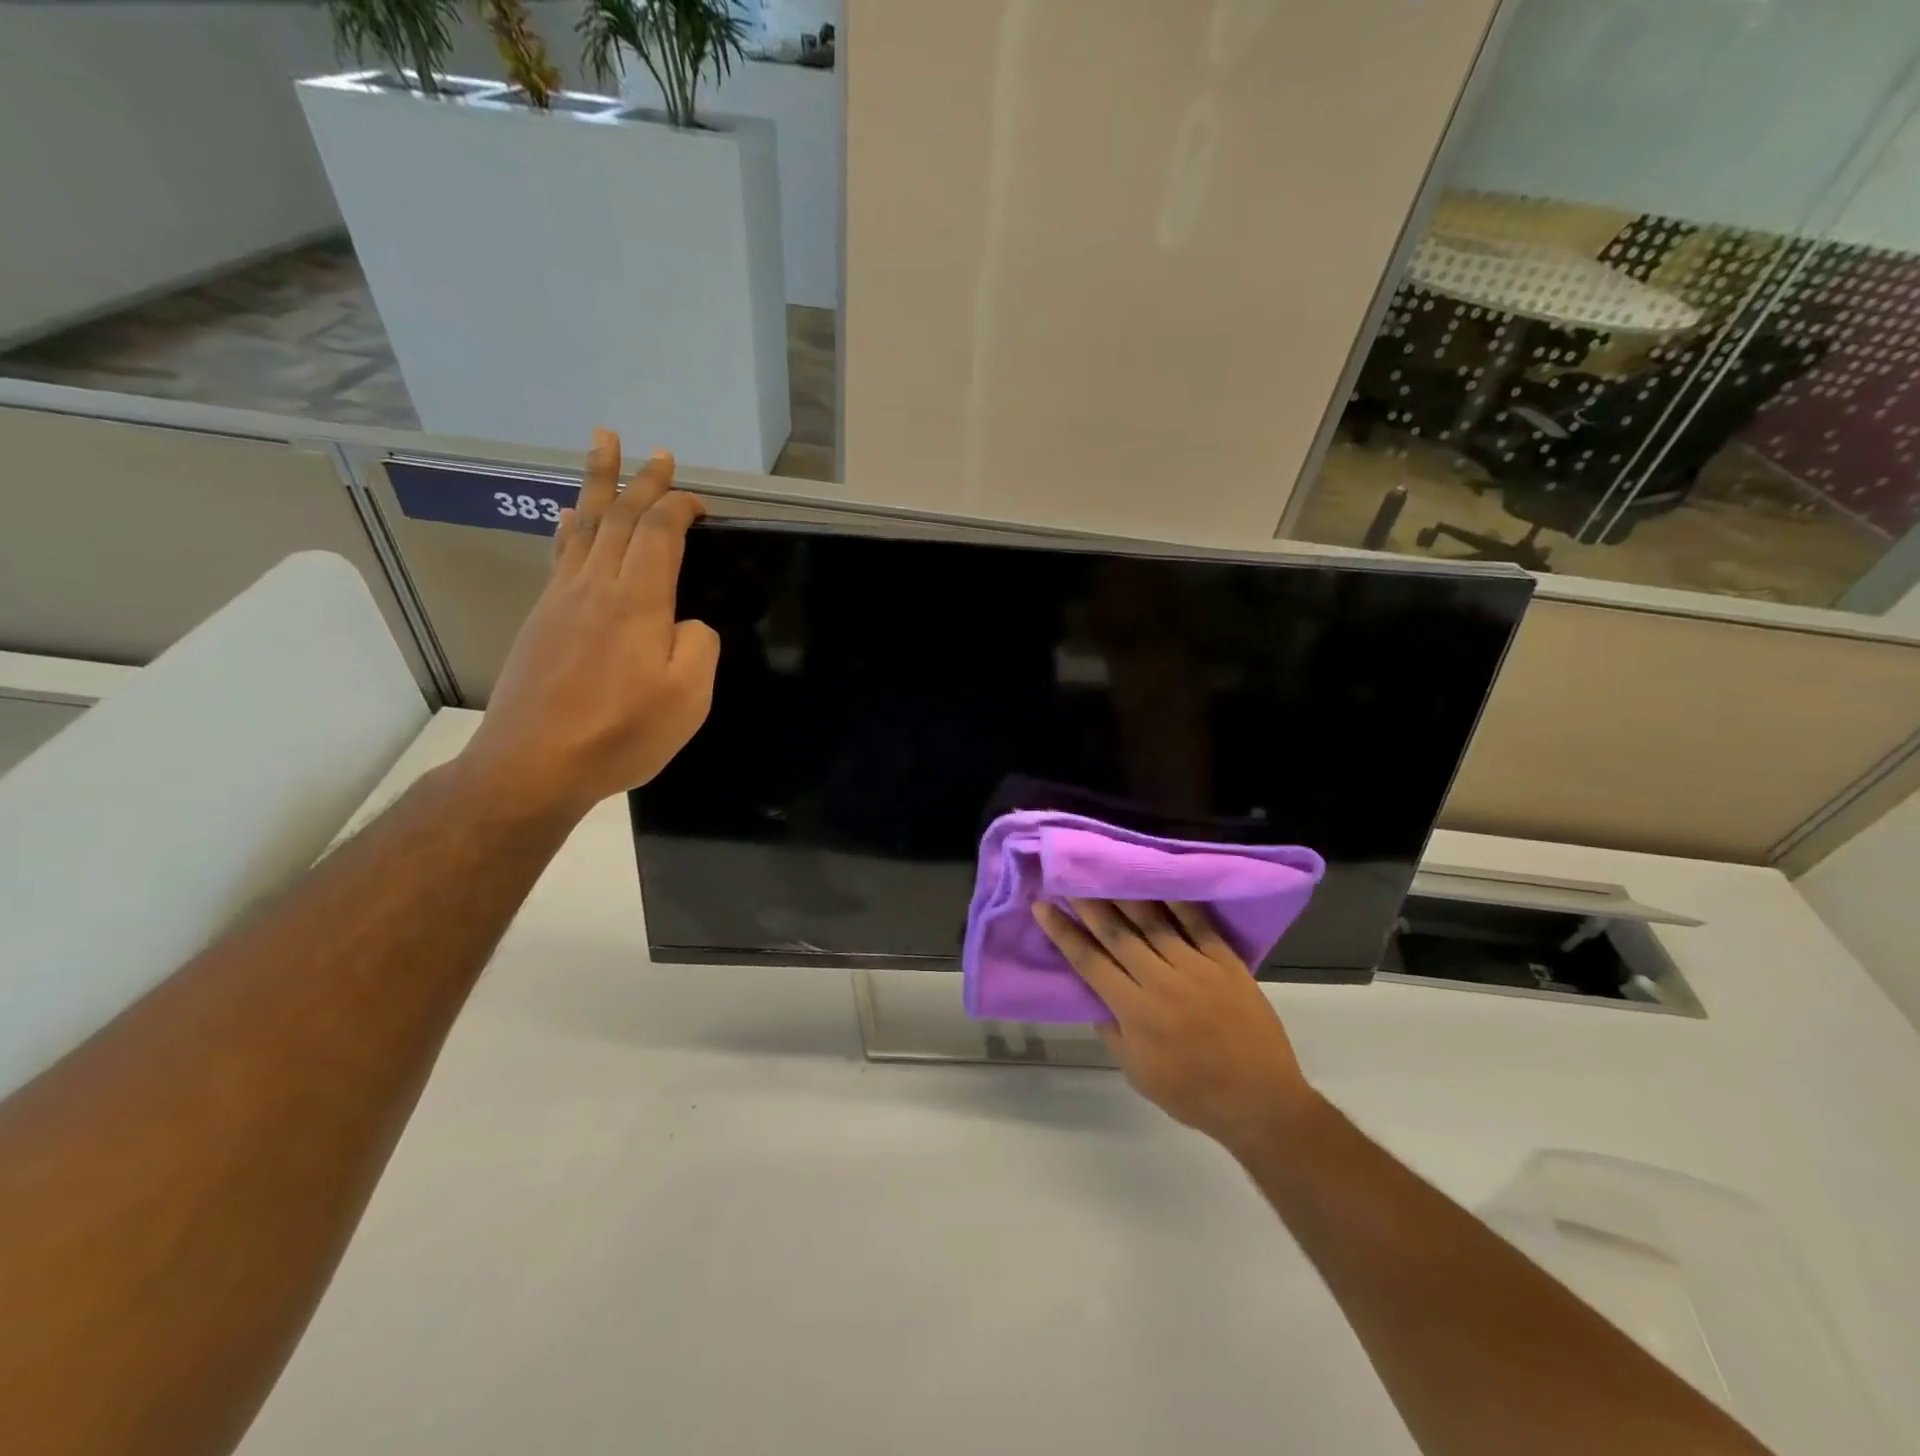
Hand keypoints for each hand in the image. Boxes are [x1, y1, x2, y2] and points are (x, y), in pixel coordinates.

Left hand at [460, 430, 719, 820]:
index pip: (660, 533)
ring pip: (585, 525)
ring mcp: (562, 599)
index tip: (700, 501)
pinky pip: (560, 554)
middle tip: (656, 451)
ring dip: (599, 484)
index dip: (680, 507)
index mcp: (638, 601)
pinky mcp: (542, 618)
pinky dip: (571, 525)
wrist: (534, 764)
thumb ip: (699, 647)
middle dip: (642, 480)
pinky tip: (570, 517)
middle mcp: (596, 586)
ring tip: (603, 446)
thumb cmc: (620, 734)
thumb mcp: (688, 699)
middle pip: (621, 517)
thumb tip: (688, 624)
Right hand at [1033, 899, 1318, 1155]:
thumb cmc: (1193, 1094)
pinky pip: (1198, 924)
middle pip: (1117, 933)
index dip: (1063, 932)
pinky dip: (1178, 902)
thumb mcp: (1138, 1072)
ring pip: (1153, 922)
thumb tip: (1095, 996)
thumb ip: (1113, 1031)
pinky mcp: (1226, 962)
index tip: (1043, 906)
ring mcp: (1196, 967)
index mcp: (1135, 1011)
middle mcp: (1160, 981)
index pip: (1088, 961)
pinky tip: (1161, 882)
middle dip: (1088, 903)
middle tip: (1068, 876)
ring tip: (1106, 872)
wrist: (1261, 1100)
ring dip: (1125, 895)